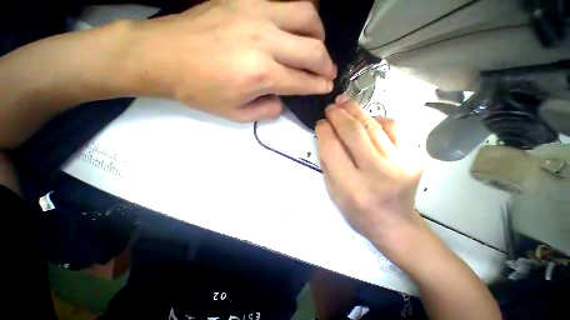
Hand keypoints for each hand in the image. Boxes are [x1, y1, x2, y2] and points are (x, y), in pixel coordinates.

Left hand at [129, 0, 335, 121]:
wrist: (164, 56)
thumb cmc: (200, 90)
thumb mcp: (236, 114)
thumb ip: (266, 111)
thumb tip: (282, 101)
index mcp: (261, 75)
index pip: (301, 81)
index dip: (318, 86)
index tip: (327, 87)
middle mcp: (264, 41)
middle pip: (312, 50)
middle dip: (326, 65)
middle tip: (329, 72)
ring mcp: (255, 13)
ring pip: (307, 15)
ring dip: (319, 34)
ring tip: (318, 46)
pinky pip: (286, 0)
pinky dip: (301, 12)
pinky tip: (299, 24)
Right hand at [316, 99, 424, 255]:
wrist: (395, 224)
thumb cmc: (358, 212)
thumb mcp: (333, 192)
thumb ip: (327, 163)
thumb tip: (325, 135)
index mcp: (353, 186)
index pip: (333, 149)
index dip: (324, 131)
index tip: (320, 123)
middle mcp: (378, 173)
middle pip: (354, 133)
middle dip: (338, 115)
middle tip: (330, 107)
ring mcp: (401, 163)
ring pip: (373, 126)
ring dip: (355, 111)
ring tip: (344, 102)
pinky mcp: (414, 157)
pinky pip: (394, 128)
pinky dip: (377, 119)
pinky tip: (367, 118)